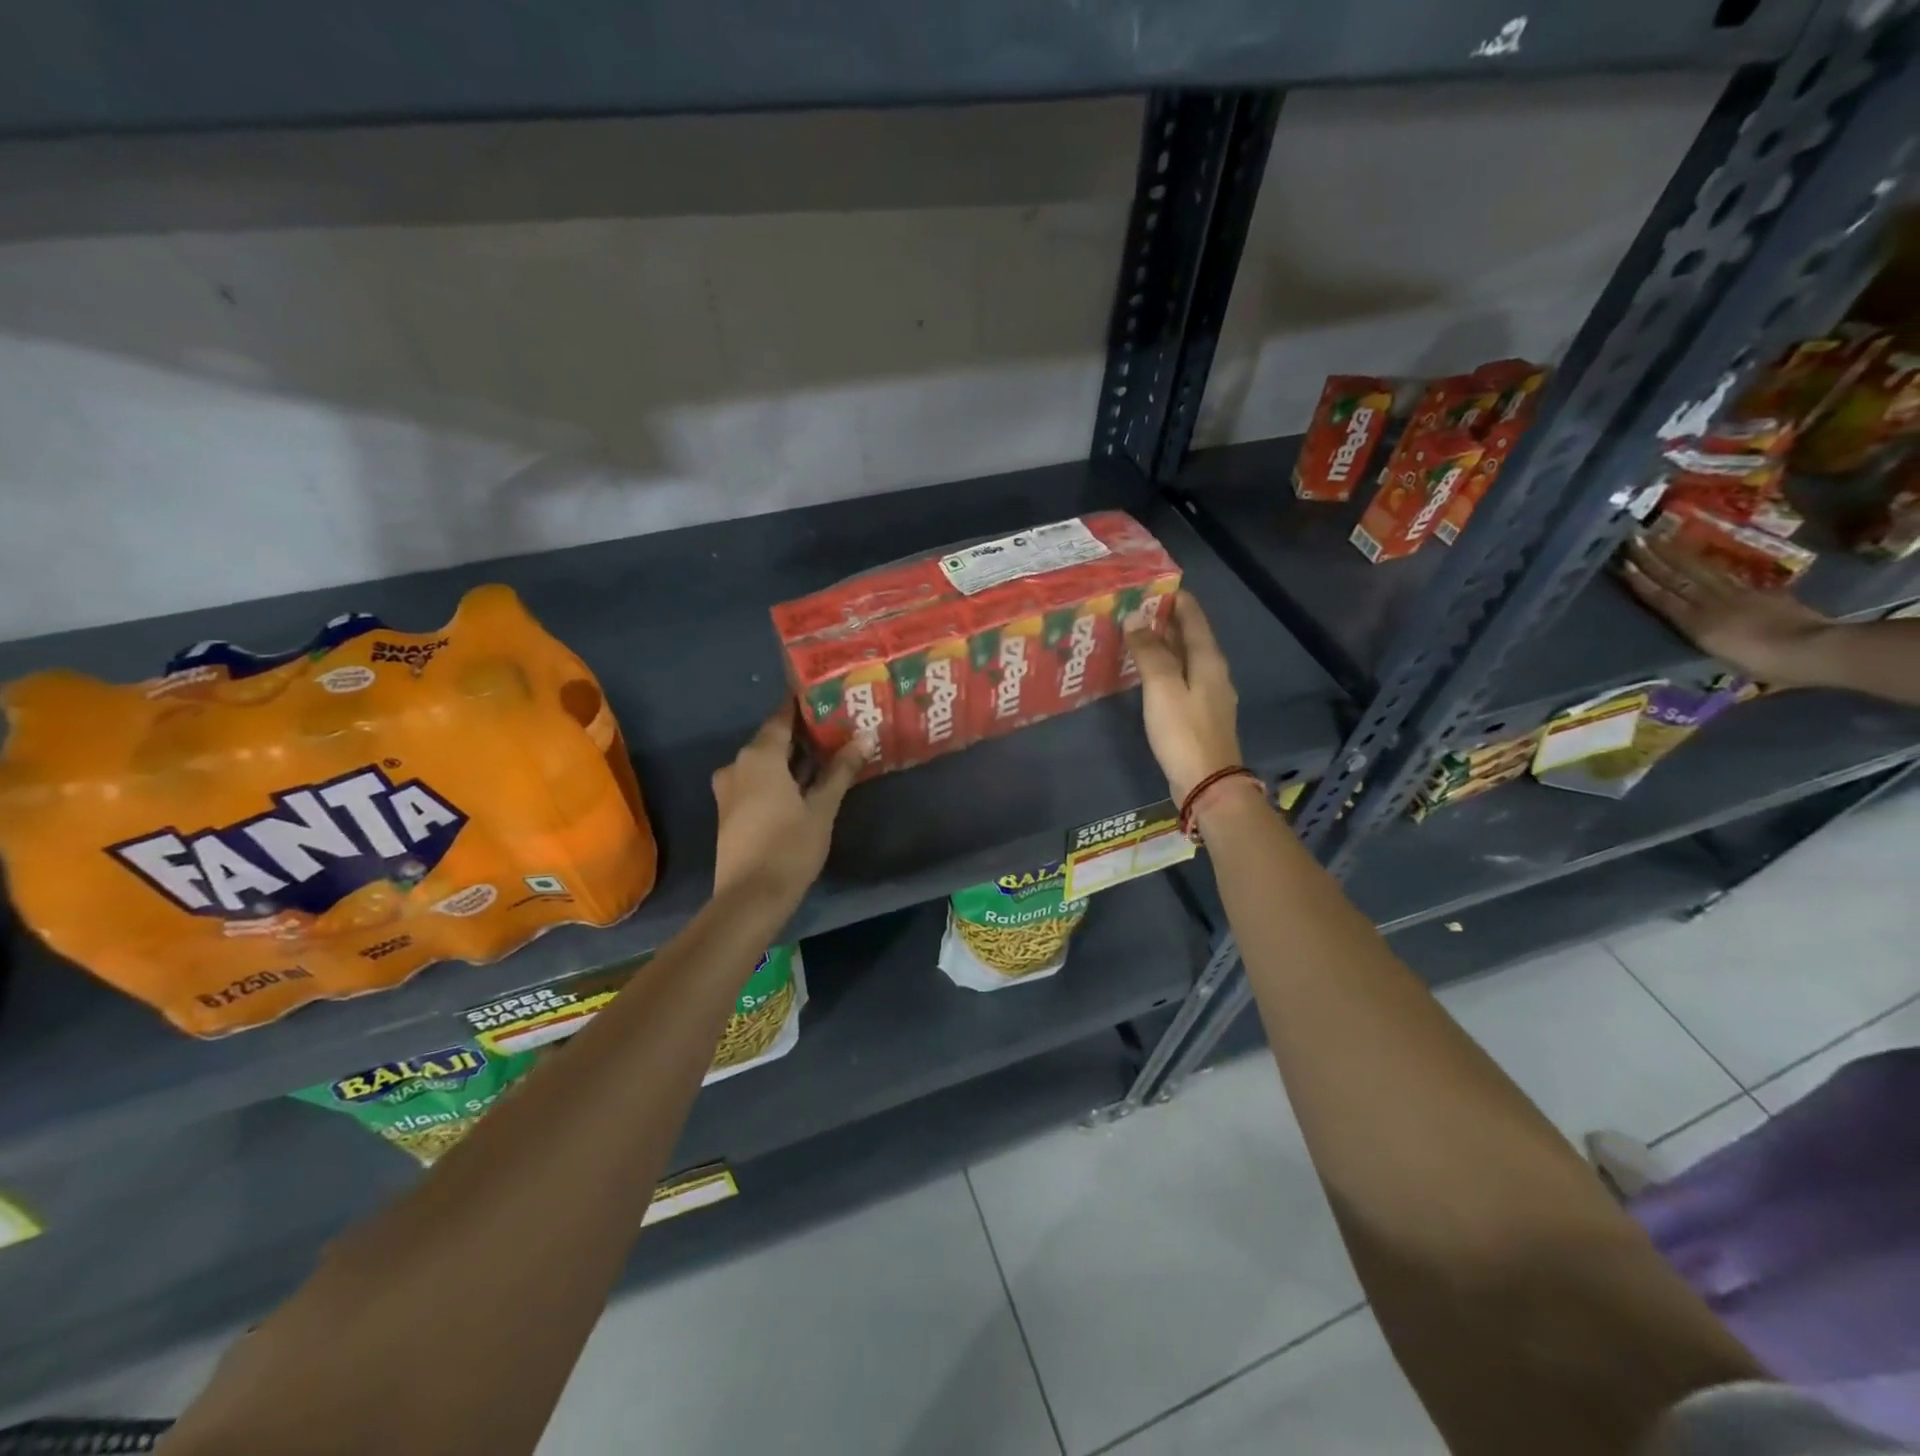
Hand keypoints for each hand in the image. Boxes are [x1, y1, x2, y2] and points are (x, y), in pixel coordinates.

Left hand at [711, 704, 865, 902]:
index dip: (804, 707)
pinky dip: (779, 778)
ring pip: (765, 763)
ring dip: (793, 760)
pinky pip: (757, 781)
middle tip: (838, 729)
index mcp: (759, 756)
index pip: (782, 718)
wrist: (749, 898)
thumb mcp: (822, 808)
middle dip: (804, 735)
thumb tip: (863, 738)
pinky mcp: (730, 811)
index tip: (828, 699)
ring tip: (828, 757)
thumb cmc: (789, 846)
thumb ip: (840, 771)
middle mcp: (738, 764)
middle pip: (773, 740)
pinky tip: (805, 786)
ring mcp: (730, 789)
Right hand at [1125, 591, 1245, 802]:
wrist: (1207, 783)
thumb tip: (1134, 618)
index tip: (1151, 585)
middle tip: (1135, 608)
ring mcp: (1209, 695)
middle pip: (1191, 637)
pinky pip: (1181, 679)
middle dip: (1166, 620)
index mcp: (1209, 659)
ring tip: (1135, 636)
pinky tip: (1147, 674)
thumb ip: (1149, 651)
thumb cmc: (1183, 731)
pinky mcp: (1200, 715)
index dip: (1175, 599)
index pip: (1194, 617)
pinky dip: (1165, 668)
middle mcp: (1214, 672)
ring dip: (1164, 645)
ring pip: (1186, 658)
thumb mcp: (1162, 687)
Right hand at [1621, 536, 1832, 684]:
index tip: (1622, 563)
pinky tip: (1697, 557)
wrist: (1815, 649)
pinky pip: (1724, 574)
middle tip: (1634, 539)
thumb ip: (1705, 637)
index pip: (1662, 597)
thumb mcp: (1723, 657)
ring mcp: (1737, 594)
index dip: (1642, 581)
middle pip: (1677, 578)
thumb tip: (1692, 626)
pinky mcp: (1759, 592)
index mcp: (1697, 623)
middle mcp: (1711, 603)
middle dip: (1653, 559)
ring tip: (1658, 539)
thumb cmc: (1765, 664)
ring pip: (1698, 571)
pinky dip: (1706, 564)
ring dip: (1675, 554)